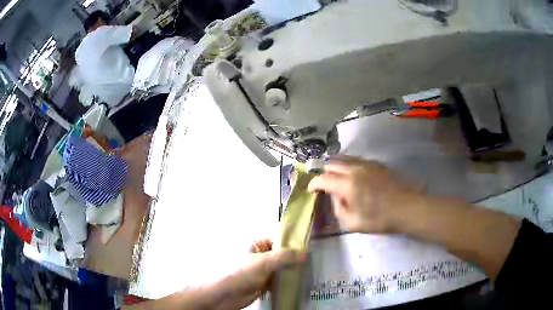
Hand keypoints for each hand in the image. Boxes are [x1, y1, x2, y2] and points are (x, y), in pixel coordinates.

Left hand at [217, 240, 303, 309]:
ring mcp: (259, 271)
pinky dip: (285, 280)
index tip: (305, 245)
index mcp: (254, 245)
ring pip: (278, 267)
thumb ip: (285, 256)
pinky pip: (276, 279)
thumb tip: (305, 253)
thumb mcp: (264, 261)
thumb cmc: (242, 273)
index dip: (289, 241)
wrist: (227, 294)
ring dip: (289, 269)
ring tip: (306, 269)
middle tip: (309, 259)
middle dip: (292, 257)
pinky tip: (296, 281)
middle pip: (278, 254)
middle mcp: (257, 256)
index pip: (275, 239)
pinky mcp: (261, 283)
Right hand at [308, 156, 418, 233]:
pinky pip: (357, 160)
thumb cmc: (380, 219)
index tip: (311, 190)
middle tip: (324, 185)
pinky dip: (349, 165)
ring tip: (337, 178)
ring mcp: (367, 164)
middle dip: (324, 174)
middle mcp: (354, 169)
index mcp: (347, 184)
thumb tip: (336, 197)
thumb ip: (339, 208)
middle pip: (332, 164)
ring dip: (336, 167)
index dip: (313, 184)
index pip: (322, 179)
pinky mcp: (377, 164)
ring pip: (344, 158)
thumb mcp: (353, 223)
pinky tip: (353, 175)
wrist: (407, 208)